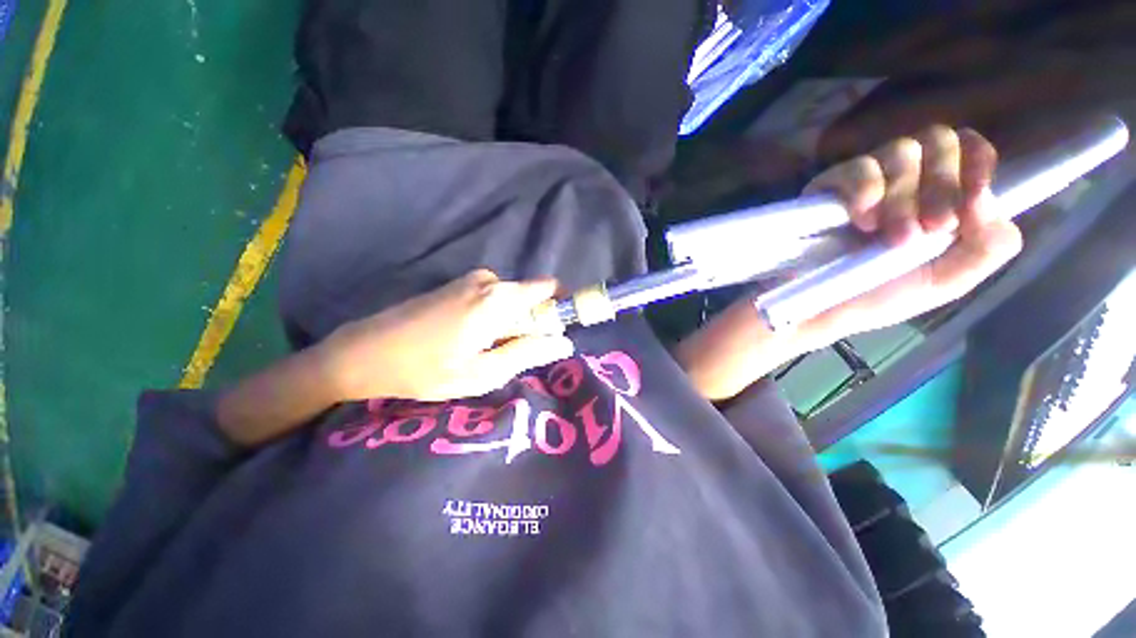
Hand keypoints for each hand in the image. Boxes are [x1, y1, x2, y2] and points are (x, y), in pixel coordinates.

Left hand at [318, 270, 573, 401]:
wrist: (365, 352)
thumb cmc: (426, 368)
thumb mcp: (483, 372)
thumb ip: (528, 353)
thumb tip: (565, 343)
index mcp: (499, 299)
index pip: (550, 289)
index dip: (562, 308)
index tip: (559, 333)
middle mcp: (490, 281)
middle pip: (532, 297)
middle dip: (533, 324)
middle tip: (515, 355)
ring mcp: (472, 280)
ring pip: (513, 300)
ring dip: (512, 324)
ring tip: (489, 352)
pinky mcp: (459, 285)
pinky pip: (495, 299)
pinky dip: (496, 318)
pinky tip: (473, 340)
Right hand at [797, 125, 1023, 340]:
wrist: (820, 310)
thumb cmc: (878, 298)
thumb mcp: (947, 281)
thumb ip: (988, 246)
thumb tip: (988, 201)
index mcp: (937, 198)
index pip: (969, 149)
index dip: (977, 163)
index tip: (970, 204)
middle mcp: (905, 181)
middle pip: (937, 140)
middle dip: (941, 184)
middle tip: (930, 230)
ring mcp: (865, 182)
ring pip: (899, 151)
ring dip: (904, 197)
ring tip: (890, 238)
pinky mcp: (828, 188)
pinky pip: (857, 168)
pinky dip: (866, 190)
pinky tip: (861, 221)